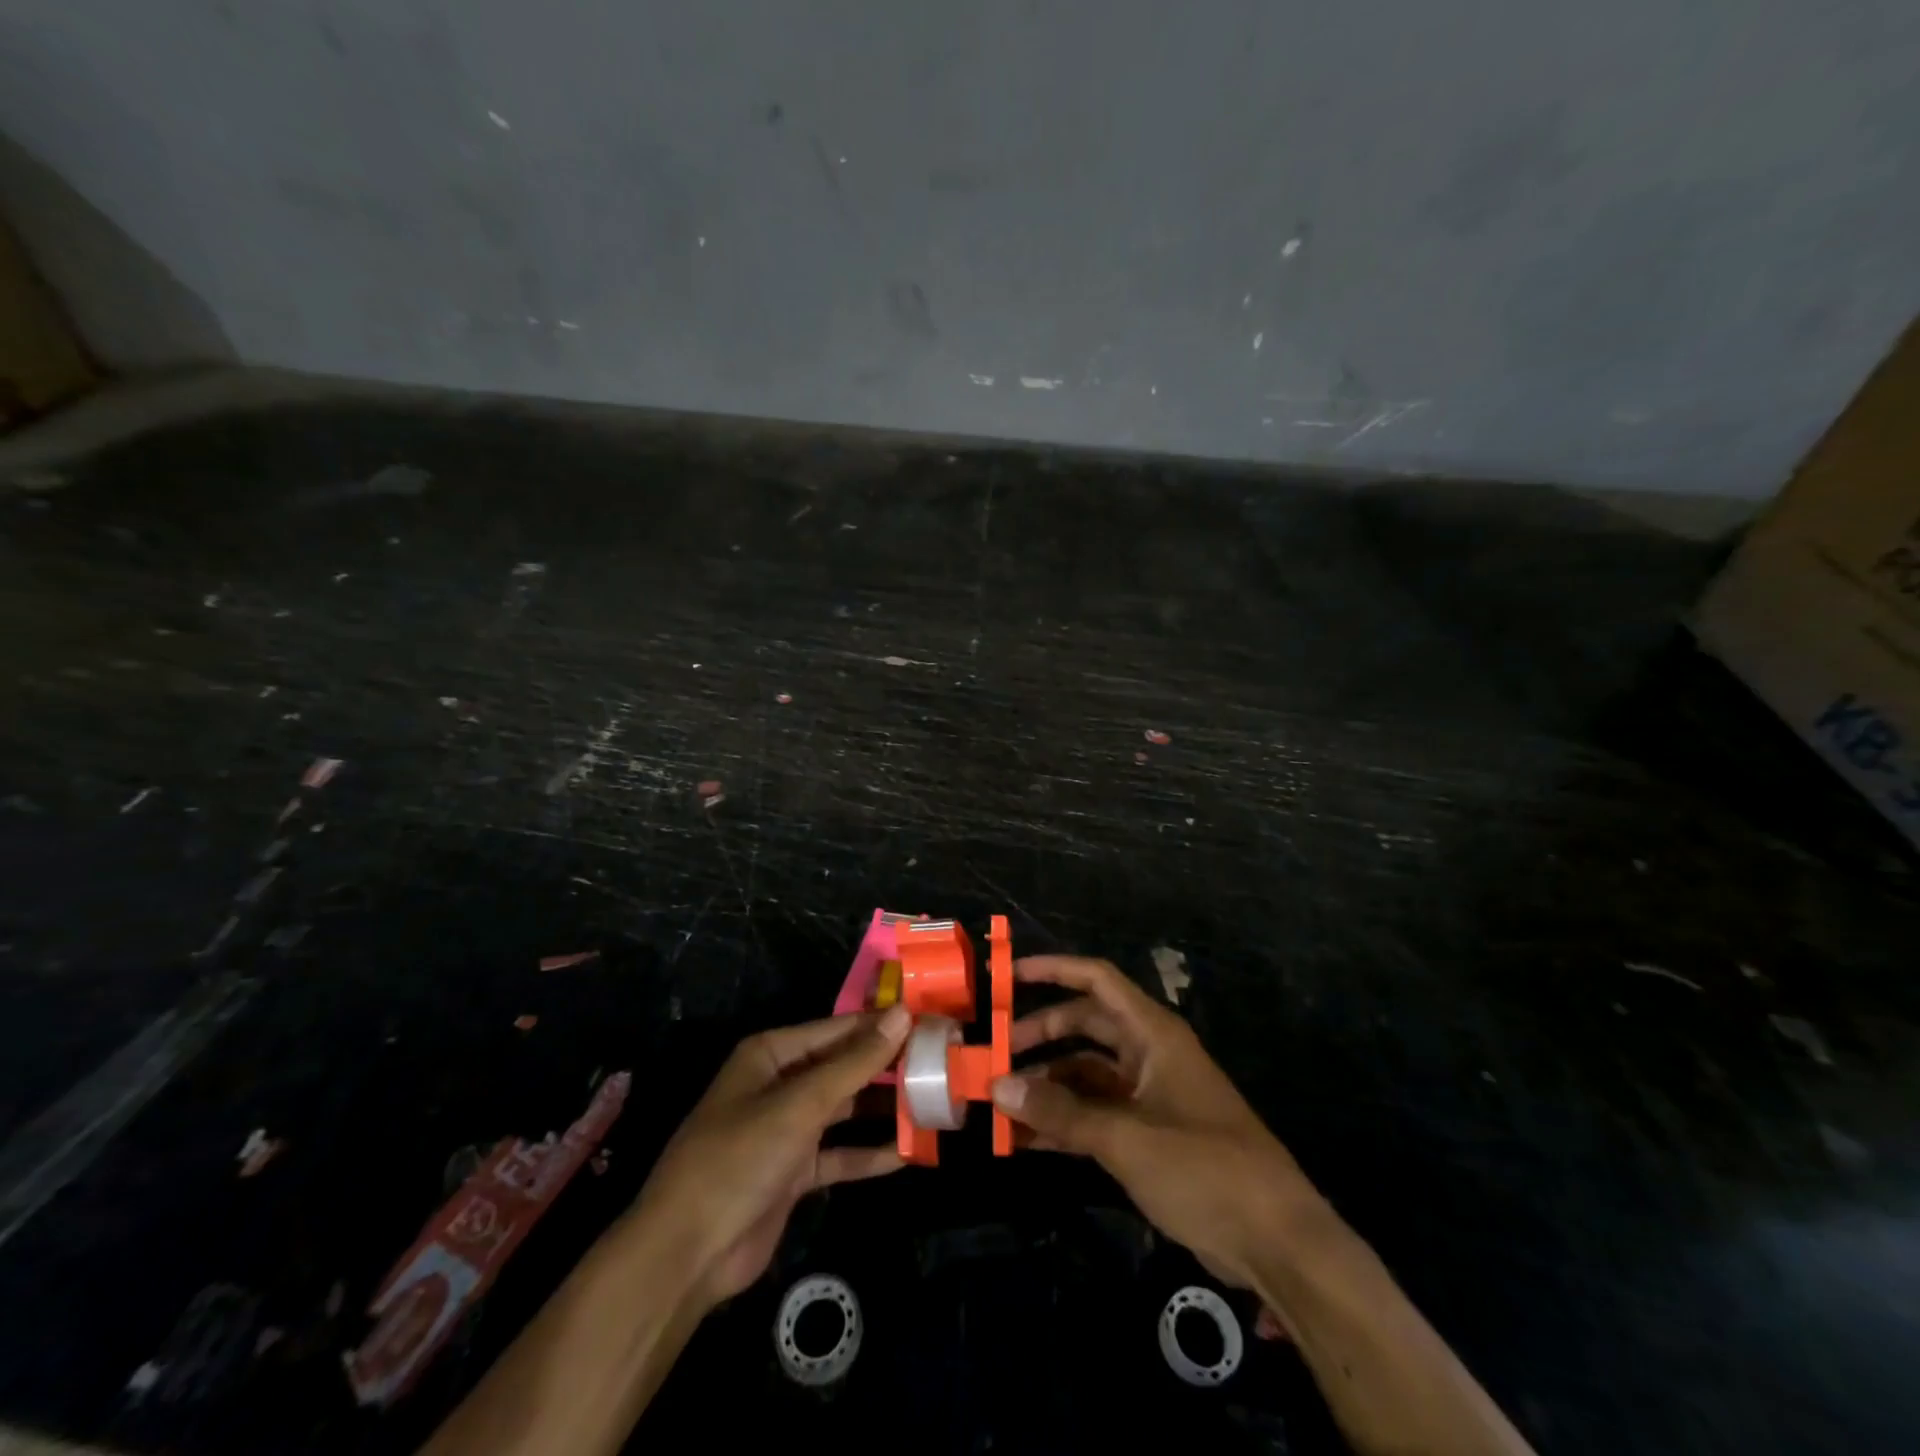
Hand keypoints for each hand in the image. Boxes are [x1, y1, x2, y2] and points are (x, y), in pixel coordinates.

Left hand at [635, 1006, 911, 1311]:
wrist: (686, 1254)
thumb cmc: (740, 1158)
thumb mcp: (801, 1104)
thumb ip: (855, 1062)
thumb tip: (903, 1015)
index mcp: (772, 1054)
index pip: (839, 1028)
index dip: (883, 1025)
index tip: (931, 1022)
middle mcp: (780, 1083)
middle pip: (844, 1066)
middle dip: (888, 1067)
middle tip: (941, 1063)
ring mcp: (787, 1129)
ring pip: (845, 1109)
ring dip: (883, 1109)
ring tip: (935, 1103)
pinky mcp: (794, 1172)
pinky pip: (840, 1155)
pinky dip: (869, 1154)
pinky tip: (909, 1153)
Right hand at [991, 955, 1321, 1293]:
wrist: (1275, 1241)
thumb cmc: (1204, 1168)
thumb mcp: (1126, 1137)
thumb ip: (1061, 1111)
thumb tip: (998, 1086)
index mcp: (1152, 1034)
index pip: (1097, 980)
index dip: (1054, 970)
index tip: (1008, 977)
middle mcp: (1149, 1054)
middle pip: (1086, 1025)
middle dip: (1041, 1034)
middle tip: (996, 1053)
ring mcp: (1149, 1095)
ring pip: (1087, 1072)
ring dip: (1048, 1084)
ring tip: (1002, 1103)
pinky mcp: (1149, 1135)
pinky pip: (1096, 1113)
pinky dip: (1064, 1121)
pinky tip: (1027, 1140)